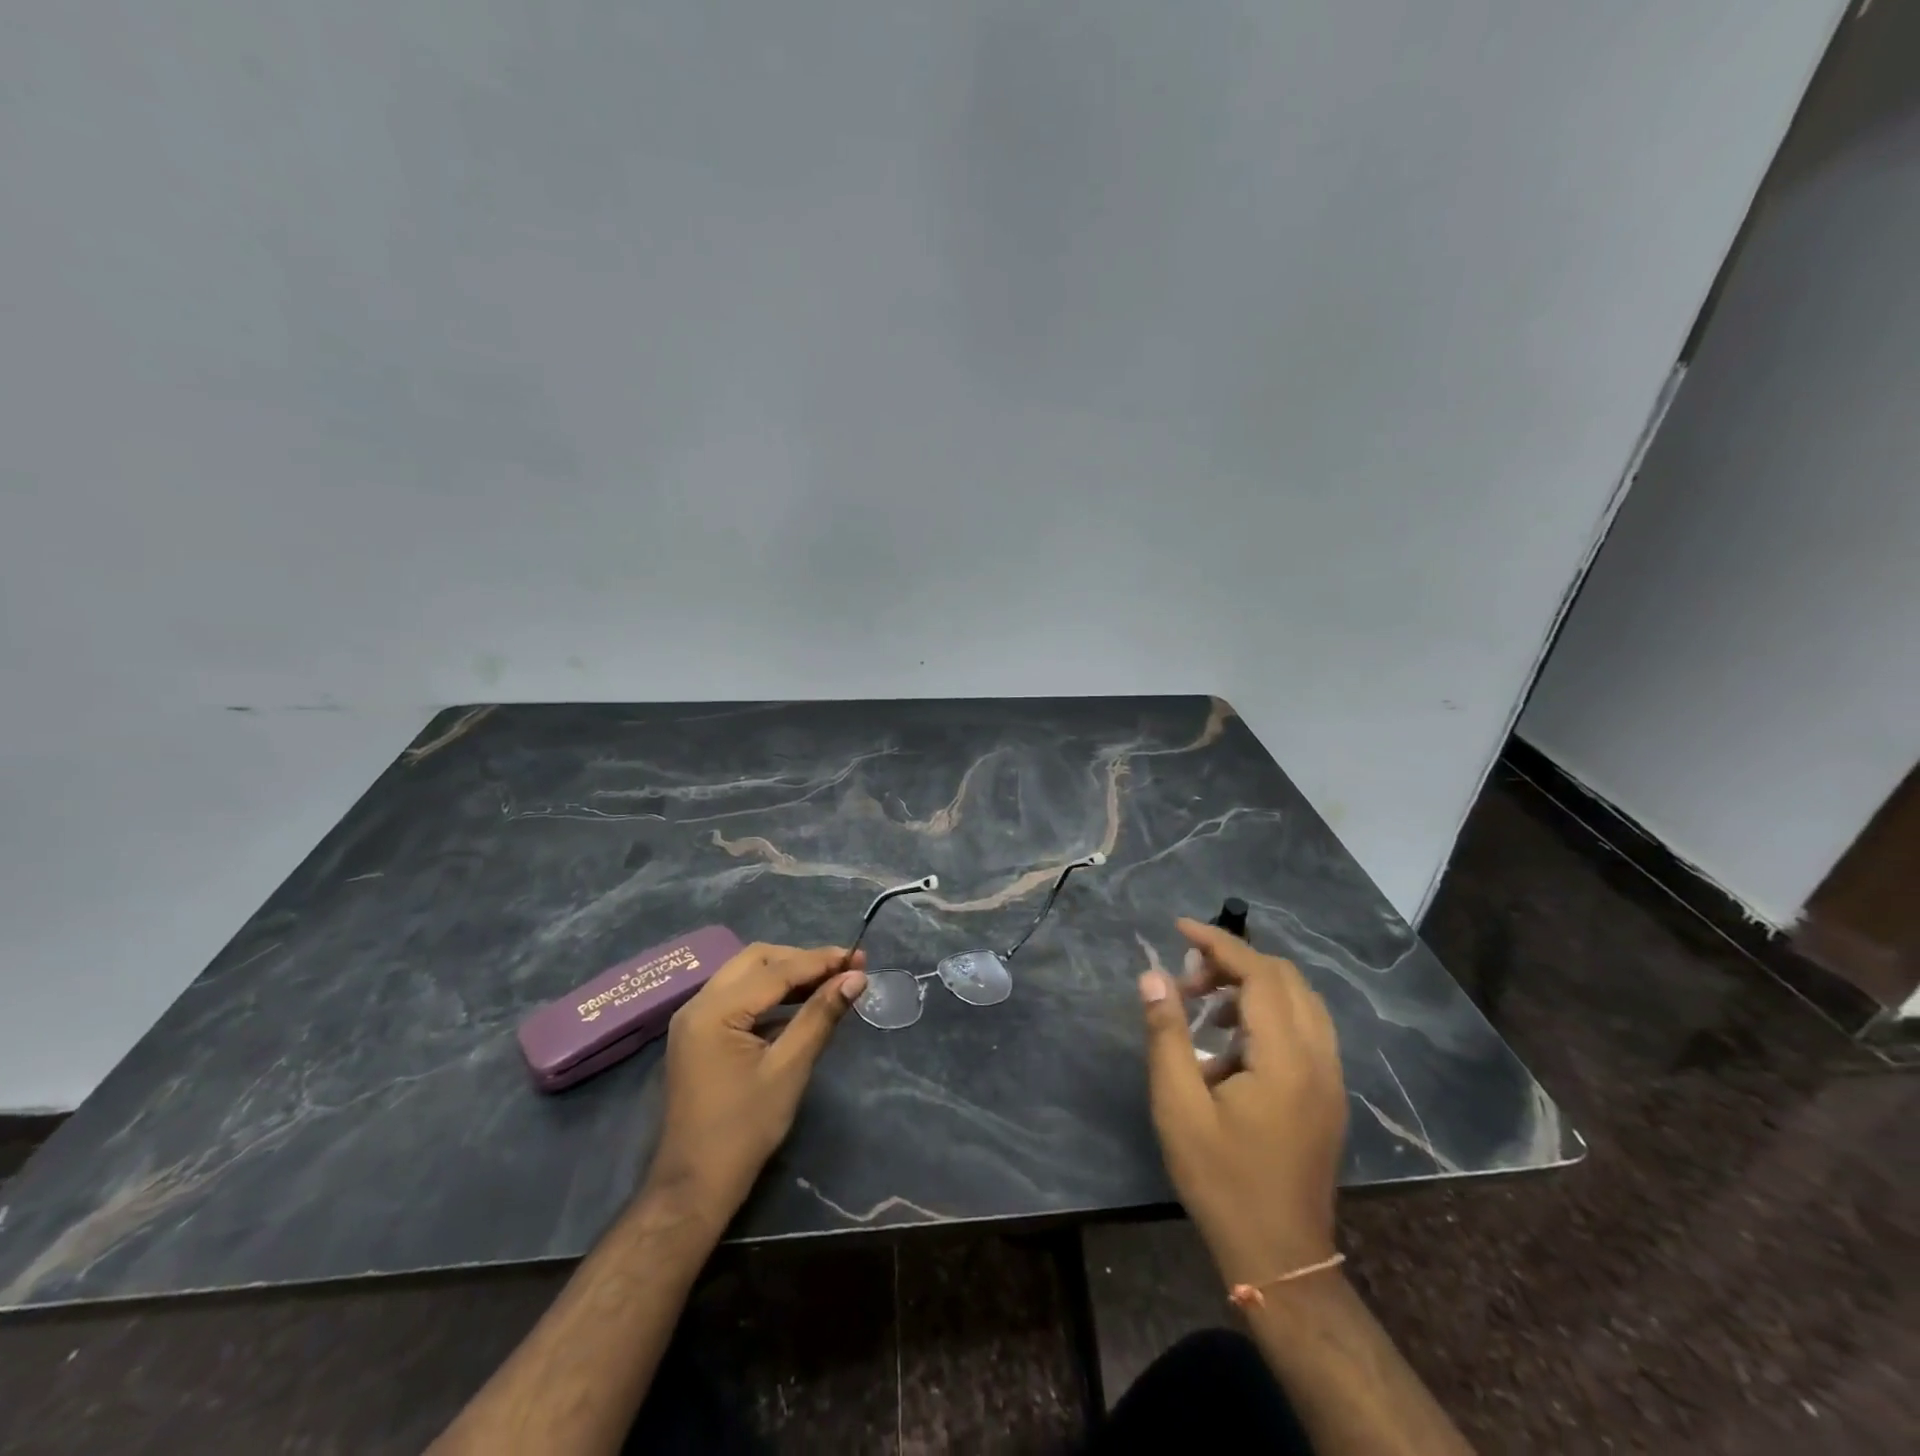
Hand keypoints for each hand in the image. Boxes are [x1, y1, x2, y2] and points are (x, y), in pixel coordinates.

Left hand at [645, 943, 867, 1221]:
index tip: (859, 957)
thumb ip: (820, 1016)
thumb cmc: (744, 1129)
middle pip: (756, 960)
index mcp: (714, 1010)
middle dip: (801, 960)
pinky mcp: (699, 1034)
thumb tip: (856, 978)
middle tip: (843, 969)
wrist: (694, 1186)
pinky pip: (737, 996)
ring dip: (786, 974)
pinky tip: (799, 1005)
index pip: (776, 970)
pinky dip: (769, 994)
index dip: (820, 961)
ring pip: (746, 975)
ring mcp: (694, 1019)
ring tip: (829, 982)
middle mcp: (698, 1003)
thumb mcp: (789, 1069)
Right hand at [1139, 918, 1347, 1284]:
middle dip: (1233, 963)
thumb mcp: (1179, 1106)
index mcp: (1286, 1058)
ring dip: (1252, 986)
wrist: (1281, 1258)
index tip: (1178, 927)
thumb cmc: (1222, 1181)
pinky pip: (1304, 1027)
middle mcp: (1319, 1057)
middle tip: (1186, 980)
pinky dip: (1268, 1012)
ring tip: (1203, 1007)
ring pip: (1299, 1000)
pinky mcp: (1328, 1094)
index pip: (1258, 972)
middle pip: (1284, 978)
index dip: (1217, 942)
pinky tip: (1231, 1042)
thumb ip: (1167, 1034)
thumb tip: (1154, 976)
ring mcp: (1330, 1077)